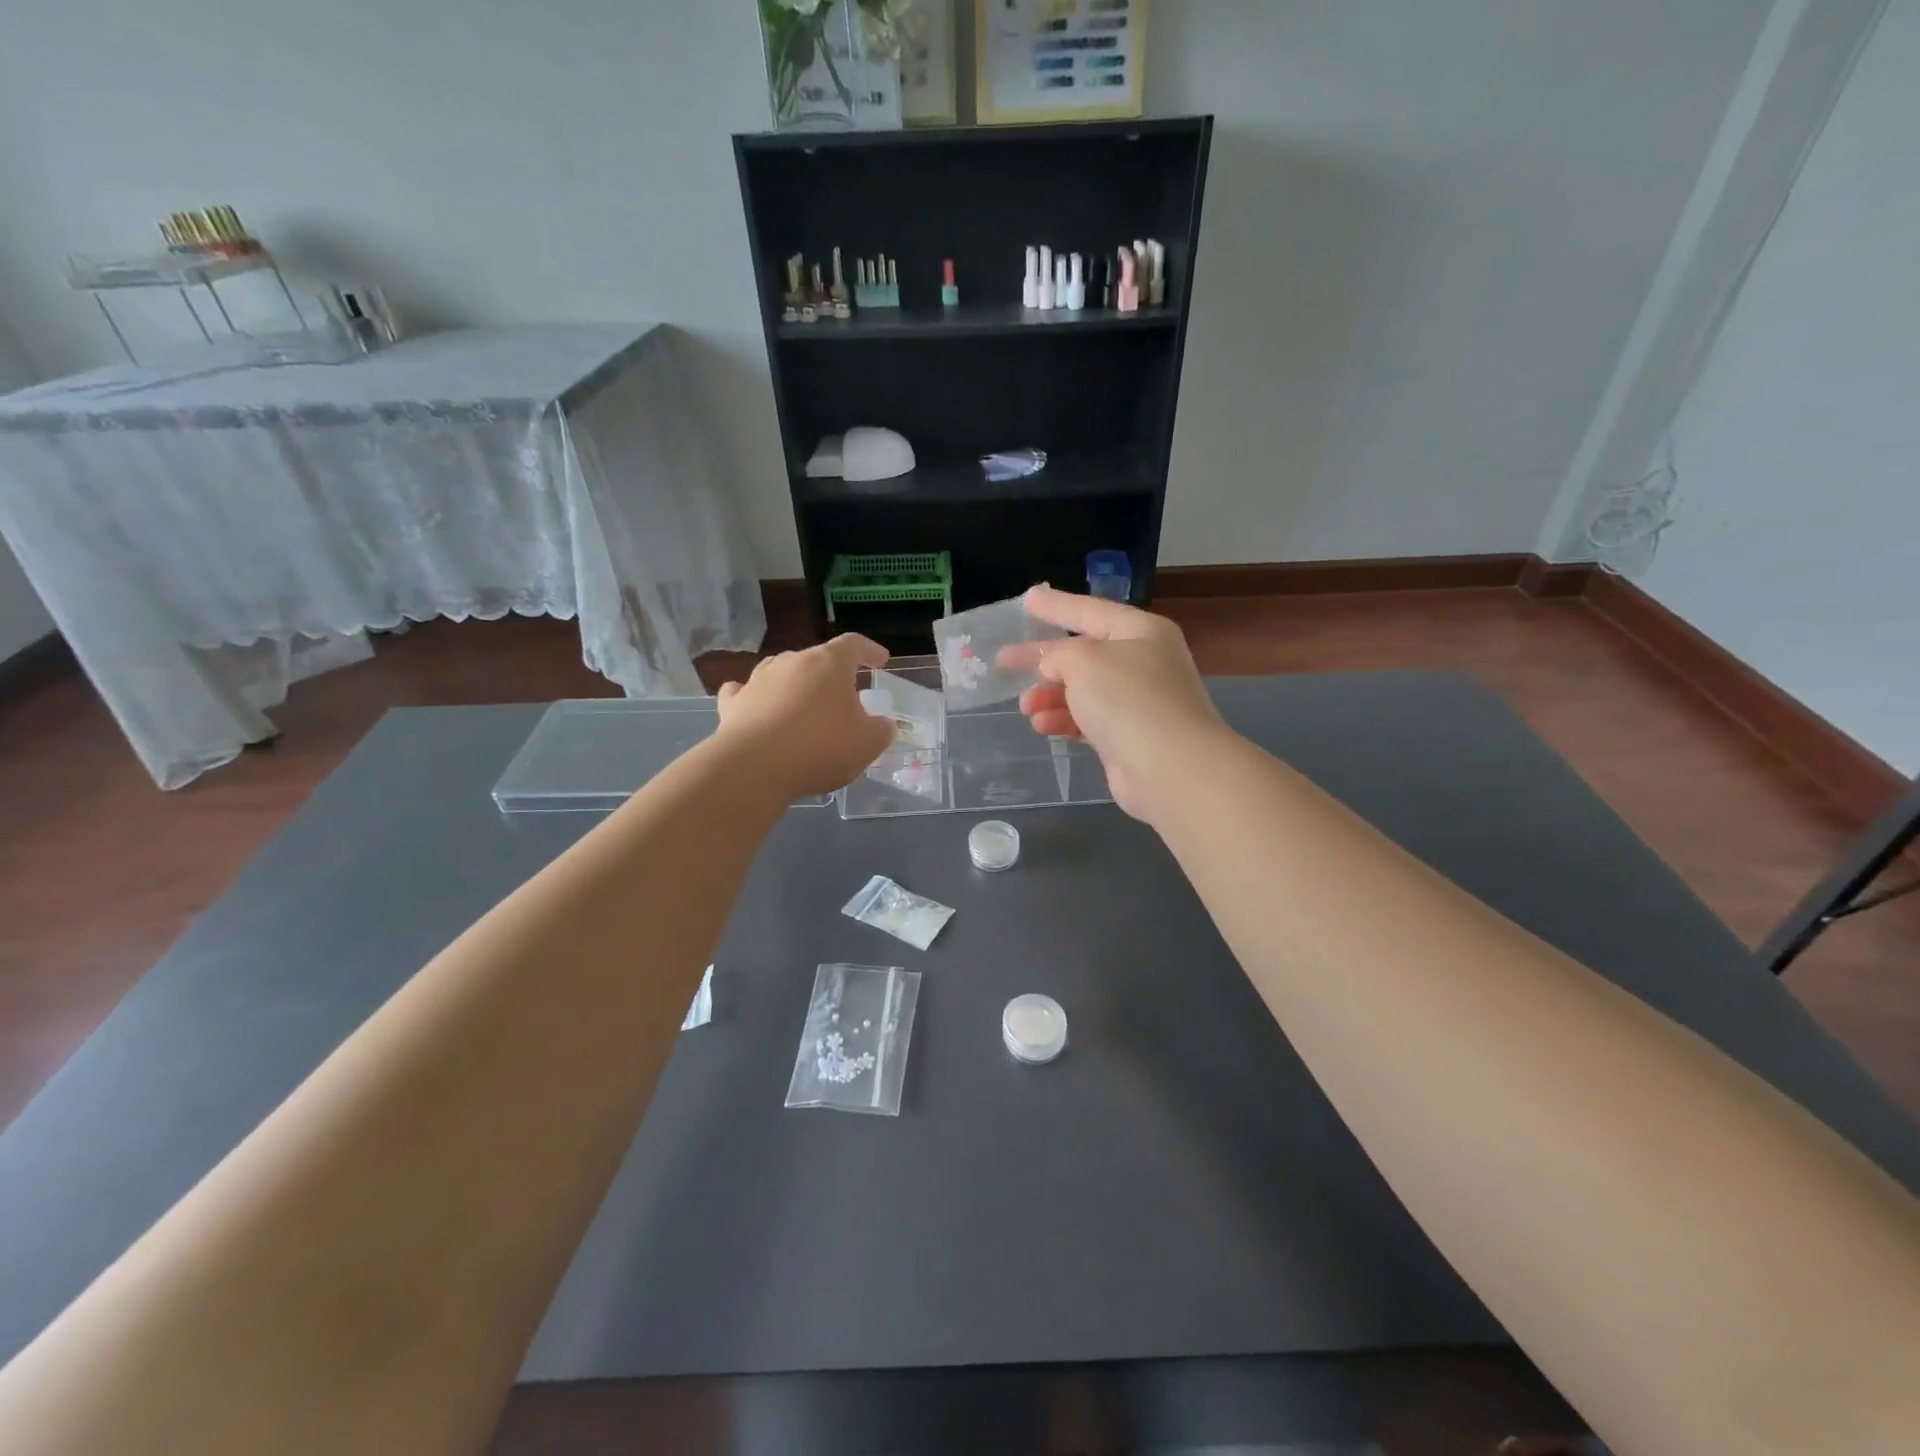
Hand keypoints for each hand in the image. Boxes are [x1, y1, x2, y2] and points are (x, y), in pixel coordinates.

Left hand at [716, 634, 894, 797]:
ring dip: (795, 684)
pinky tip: (755, 706)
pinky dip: (754, 697)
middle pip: (817, 659)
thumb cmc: (820, 748)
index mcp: (829, 663)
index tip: (880, 660)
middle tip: (843, 698)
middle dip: (832, 676)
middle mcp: (792, 661)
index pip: (854, 644)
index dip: (870, 651)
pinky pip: (745, 692)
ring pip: (781, 671)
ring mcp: (758, 679)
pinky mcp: (733, 703)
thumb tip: (884, 724)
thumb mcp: (867, 744)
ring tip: (804, 704)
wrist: (754, 767)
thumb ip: (881, 731)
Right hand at [1016, 585, 1232, 822]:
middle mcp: (1142, 662)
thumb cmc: (1128, 700)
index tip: (1027, 600)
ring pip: (1082, 690)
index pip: (1090, 610)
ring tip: (1025, 705)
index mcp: (1140, 632)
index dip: (1057, 605)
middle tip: (1003, 661)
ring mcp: (1137, 702)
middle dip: (1042, 660)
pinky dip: (1063, 720)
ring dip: (1050, 696)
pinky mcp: (1128, 737)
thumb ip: (1059, 654)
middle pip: (1082, 654)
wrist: (1171, 768)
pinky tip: (1042, 726)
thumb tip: (1053, 667)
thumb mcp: (1084, 660)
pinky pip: (1087, 720)